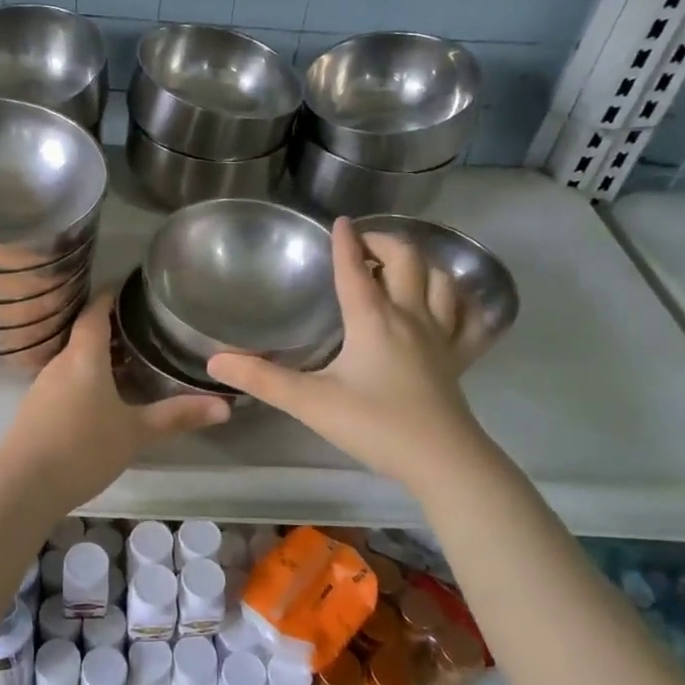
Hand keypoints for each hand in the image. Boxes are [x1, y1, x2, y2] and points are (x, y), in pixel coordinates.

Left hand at [0, 293, 229, 510]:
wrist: (22, 487)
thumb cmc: (83, 448)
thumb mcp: (136, 432)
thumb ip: (177, 416)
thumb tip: (226, 406)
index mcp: (83, 356)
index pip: (95, 312)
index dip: (110, 297)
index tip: (129, 289)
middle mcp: (60, 363)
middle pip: (84, 335)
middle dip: (111, 330)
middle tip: (143, 330)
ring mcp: (42, 387)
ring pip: (74, 360)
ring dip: (98, 358)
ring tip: (129, 364)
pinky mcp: (35, 410)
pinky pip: (64, 382)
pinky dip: (85, 380)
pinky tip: (101, 400)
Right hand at [207, 217, 480, 490]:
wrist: (442, 461)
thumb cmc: (374, 425)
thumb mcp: (310, 402)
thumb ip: (262, 379)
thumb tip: (215, 361)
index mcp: (373, 319)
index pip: (355, 268)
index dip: (344, 242)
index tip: (338, 222)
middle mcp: (410, 315)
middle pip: (407, 259)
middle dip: (384, 242)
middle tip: (364, 245)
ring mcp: (441, 335)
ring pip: (442, 280)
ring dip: (422, 264)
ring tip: (401, 267)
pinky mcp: (459, 358)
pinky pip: (469, 318)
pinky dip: (461, 301)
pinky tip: (449, 304)